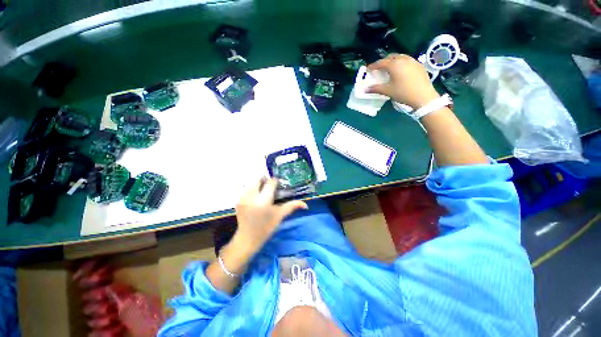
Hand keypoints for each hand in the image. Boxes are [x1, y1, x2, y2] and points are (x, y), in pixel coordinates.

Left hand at [231, 178, 307, 256]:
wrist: (247, 238)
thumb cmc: (266, 227)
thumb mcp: (280, 215)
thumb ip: (292, 206)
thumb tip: (306, 205)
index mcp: (263, 201)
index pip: (270, 182)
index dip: (275, 182)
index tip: (278, 186)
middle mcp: (252, 197)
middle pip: (259, 178)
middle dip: (265, 180)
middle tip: (269, 188)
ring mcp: (243, 198)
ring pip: (252, 182)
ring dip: (258, 184)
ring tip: (262, 193)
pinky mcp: (237, 200)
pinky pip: (246, 188)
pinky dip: (252, 189)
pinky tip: (255, 198)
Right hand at [367, 54, 439, 109]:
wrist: (423, 96)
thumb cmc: (403, 93)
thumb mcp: (388, 91)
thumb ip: (376, 88)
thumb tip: (365, 89)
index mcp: (394, 64)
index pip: (381, 63)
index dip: (373, 66)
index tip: (368, 69)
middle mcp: (403, 59)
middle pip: (391, 57)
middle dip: (383, 62)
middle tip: (378, 69)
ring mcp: (413, 61)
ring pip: (400, 57)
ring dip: (393, 62)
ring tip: (389, 69)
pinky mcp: (419, 65)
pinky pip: (407, 61)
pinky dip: (401, 64)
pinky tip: (400, 72)